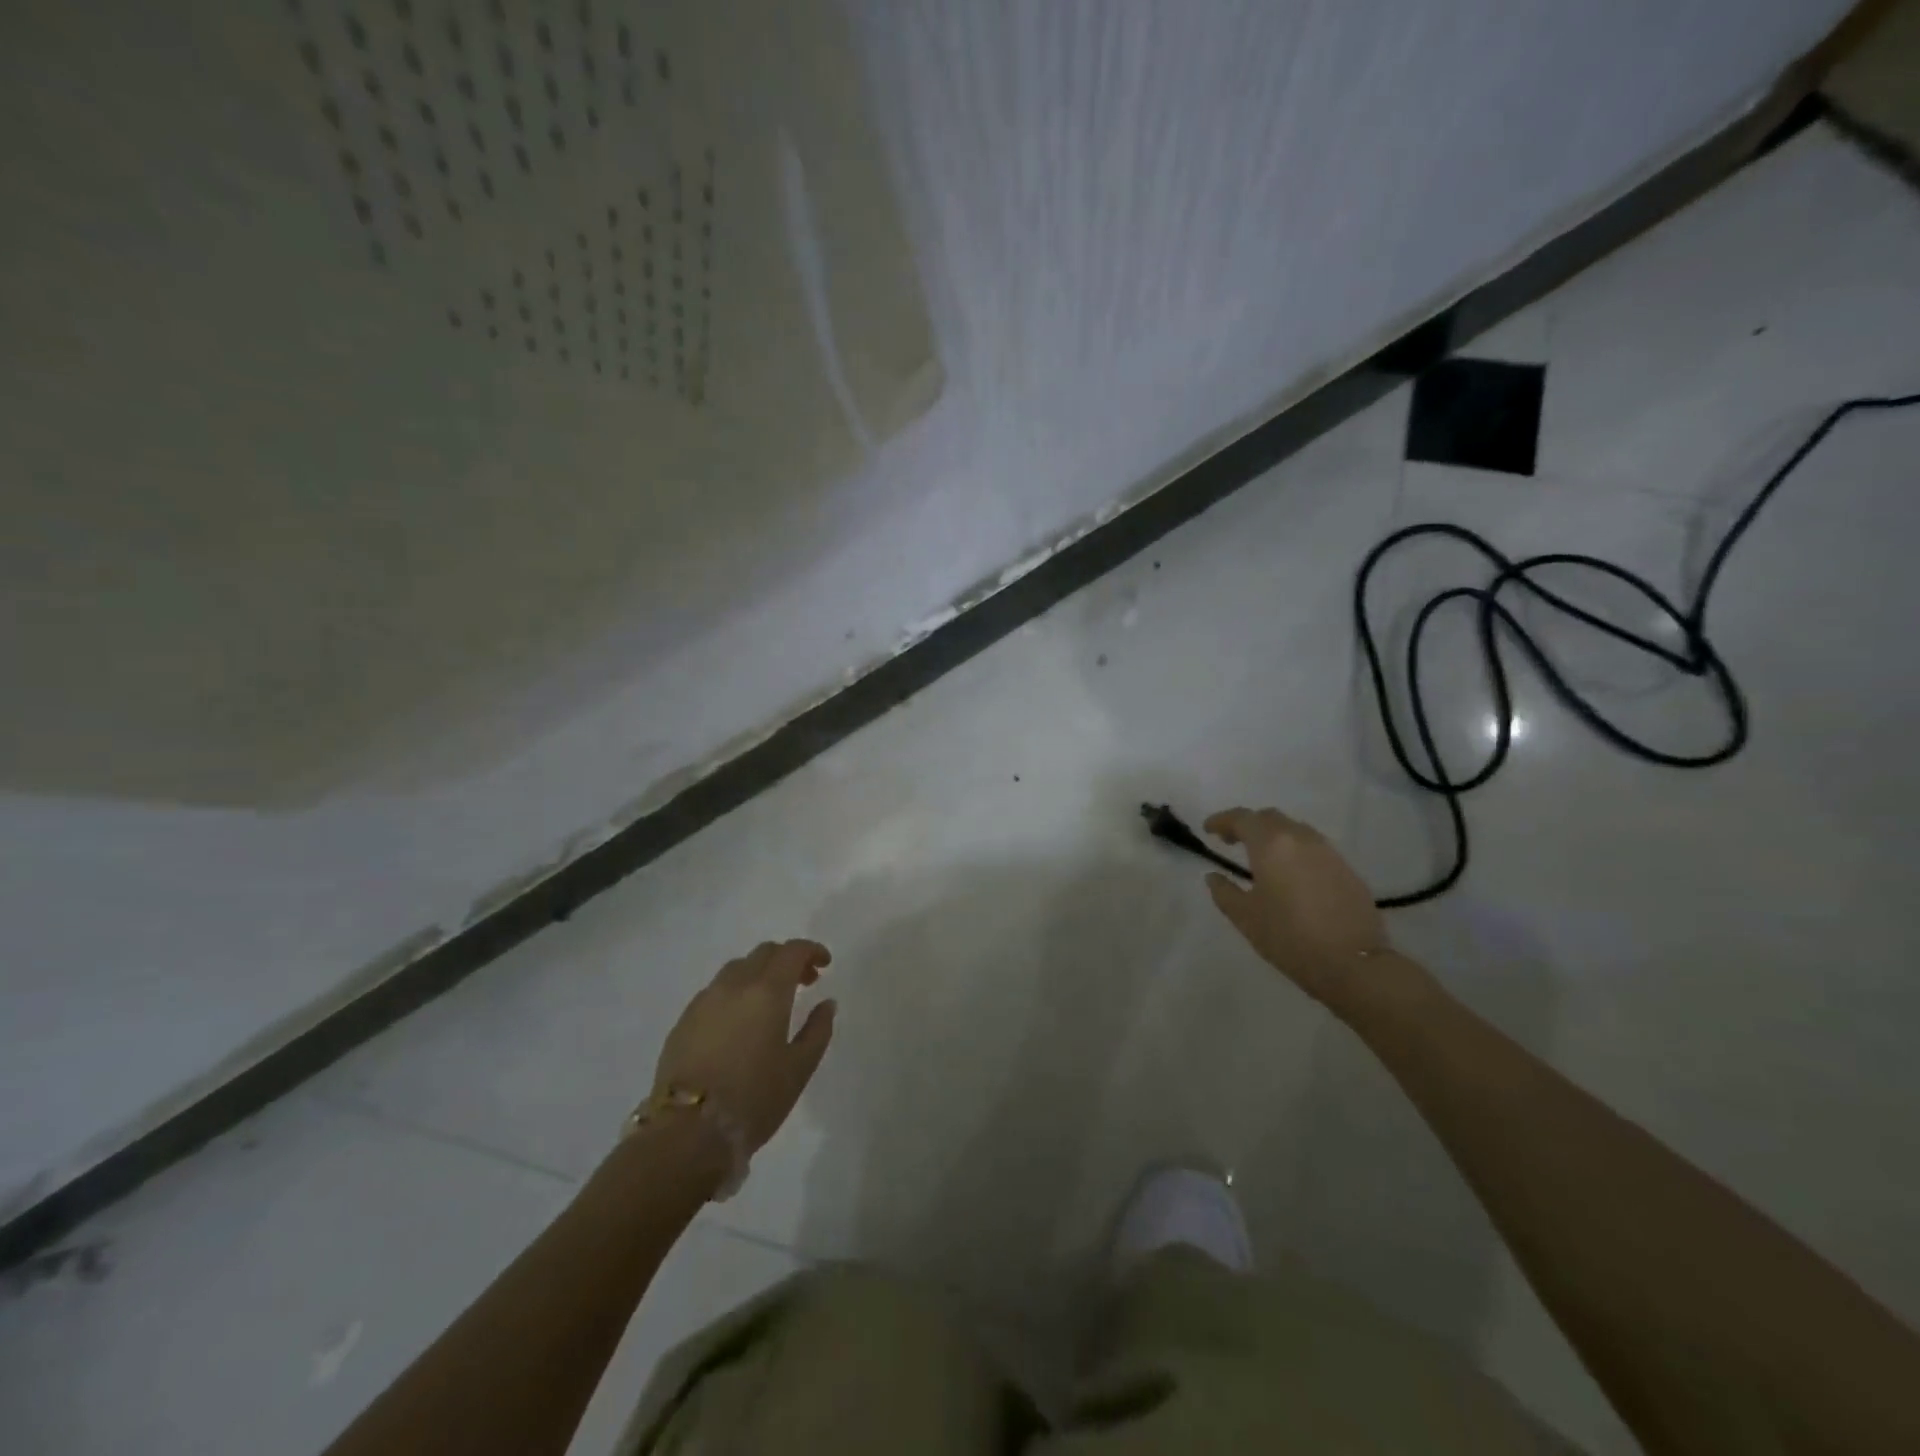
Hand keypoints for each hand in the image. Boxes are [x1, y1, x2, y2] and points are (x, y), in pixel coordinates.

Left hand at [652, 940, 835, 1151]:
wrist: (686, 1133)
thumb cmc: (754, 1099)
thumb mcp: (799, 1069)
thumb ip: (818, 1030)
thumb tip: (826, 1003)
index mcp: (767, 991)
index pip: (792, 951)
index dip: (811, 950)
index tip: (825, 964)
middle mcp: (734, 986)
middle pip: (763, 953)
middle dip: (787, 960)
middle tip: (804, 982)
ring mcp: (704, 1001)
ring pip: (736, 969)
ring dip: (759, 974)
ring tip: (770, 1002)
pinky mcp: (683, 1022)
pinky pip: (715, 992)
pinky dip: (735, 993)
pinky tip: (739, 1022)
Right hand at [1203, 807, 1389, 1008]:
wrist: (1354, 964)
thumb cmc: (1290, 938)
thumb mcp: (1245, 918)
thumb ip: (1224, 892)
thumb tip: (1214, 876)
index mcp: (1271, 845)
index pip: (1242, 818)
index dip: (1222, 821)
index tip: (1207, 830)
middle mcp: (1301, 839)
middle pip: (1270, 817)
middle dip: (1248, 824)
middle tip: (1232, 841)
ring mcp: (1328, 852)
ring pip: (1295, 830)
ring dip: (1274, 836)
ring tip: (1262, 857)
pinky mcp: (1347, 869)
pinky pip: (1314, 848)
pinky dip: (1296, 851)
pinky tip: (1291, 875)